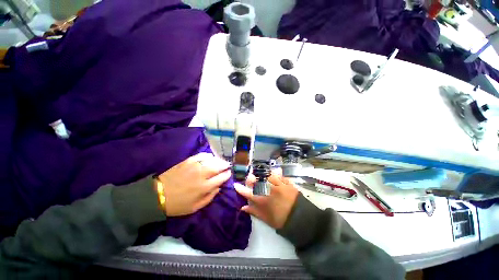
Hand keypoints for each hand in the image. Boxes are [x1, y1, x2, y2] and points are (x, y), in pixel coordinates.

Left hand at [157, 153, 230, 216]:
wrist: (158, 195)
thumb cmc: (178, 204)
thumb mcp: (195, 207)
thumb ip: (210, 197)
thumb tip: (218, 187)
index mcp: (204, 187)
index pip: (221, 178)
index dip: (227, 175)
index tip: (229, 173)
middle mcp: (202, 174)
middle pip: (218, 166)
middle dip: (225, 165)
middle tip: (227, 165)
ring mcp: (194, 166)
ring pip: (211, 160)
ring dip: (218, 160)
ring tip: (220, 161)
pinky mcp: (187, 161)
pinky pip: (201, 155)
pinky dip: (208, 155)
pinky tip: (210, 157)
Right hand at [235, 169, 298, 228]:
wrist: (300, 219)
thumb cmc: (281, 220)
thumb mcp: (266, 219)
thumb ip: (254, 211)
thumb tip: (243, 207)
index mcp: (264, 201)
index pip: (248, 193)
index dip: (241, 189)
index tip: (235, 185)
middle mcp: (270, 191)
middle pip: (257, 180)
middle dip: (251, 178)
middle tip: (250, 179)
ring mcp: (279, 185)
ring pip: (268, 175)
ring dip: (263, 174)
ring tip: (262, 176)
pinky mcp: (287, 183)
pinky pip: (279, 175)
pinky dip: (276, 174)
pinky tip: (275, 173)